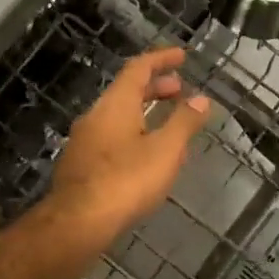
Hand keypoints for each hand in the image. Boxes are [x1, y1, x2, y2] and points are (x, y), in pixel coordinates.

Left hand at [45, 48, 210, 252]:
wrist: (77, 222)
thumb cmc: (126, 181)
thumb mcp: (165, 151)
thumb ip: (184, 122)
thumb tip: (201, 98)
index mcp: (115, 104)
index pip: (138, 68)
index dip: (161, 59)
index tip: (182, 56)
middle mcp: (95, 115)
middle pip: (126, 91)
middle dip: (154, 87)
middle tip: (179, 90)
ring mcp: (84, 140)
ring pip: (117, 115)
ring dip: (143, 111)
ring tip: (167, 123)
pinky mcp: (80, 164)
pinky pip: (110, 136)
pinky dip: (132, 132)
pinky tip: (145, 155)